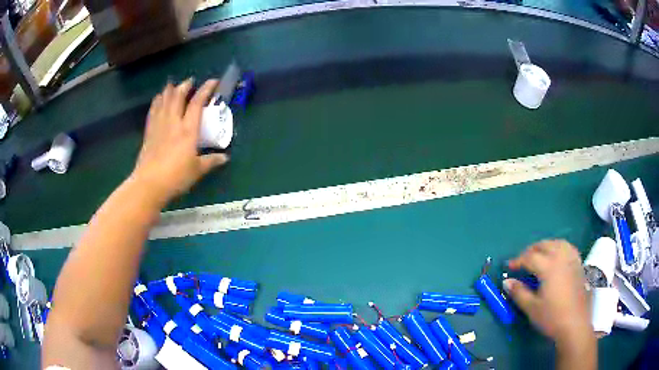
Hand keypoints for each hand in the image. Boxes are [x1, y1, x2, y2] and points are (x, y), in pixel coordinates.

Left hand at [132, 79, 228, 204]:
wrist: (150, 184)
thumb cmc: (176, 177)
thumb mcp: (197, 170)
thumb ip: (211, 161)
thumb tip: (225, 158)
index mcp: (188, 130)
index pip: (197, 103)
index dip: (205, 90)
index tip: (212, 82)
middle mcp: (173, 123)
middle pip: (177, 97)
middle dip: (185, 86)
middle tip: (190, 81)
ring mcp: (159, 126)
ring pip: (164, 101)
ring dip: (170, 90)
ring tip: (174, 85)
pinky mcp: (149, 132)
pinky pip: (153, 111)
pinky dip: (157, 101)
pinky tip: (158, 98)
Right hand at [504, 240, 592, 345]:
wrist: (575, 324)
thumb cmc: (552, 317)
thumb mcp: (532, 307)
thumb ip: (519, 293)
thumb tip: (507, 281)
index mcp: (549, 267)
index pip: (530, 257)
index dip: (517, 260)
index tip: (508, 267)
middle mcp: (561, 257)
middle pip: (544, 245)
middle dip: (531, 250)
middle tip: (522, 261)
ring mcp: (572, 259)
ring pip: (557, 243)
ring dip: (545, 246)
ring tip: (539, 255)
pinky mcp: (579, 265)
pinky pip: (568, 248)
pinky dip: (559, 247)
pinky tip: (557, 256)